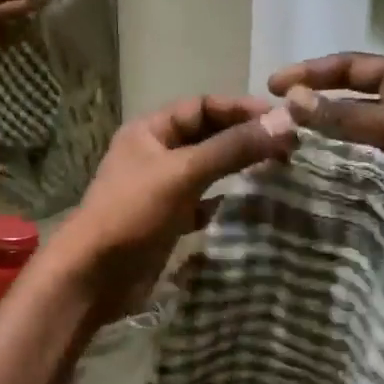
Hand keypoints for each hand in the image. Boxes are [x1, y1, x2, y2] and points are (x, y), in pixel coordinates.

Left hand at [44, 95, 296, 324]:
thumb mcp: (183, 174)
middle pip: (207, 137)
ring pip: (208, 170)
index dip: (240, 109)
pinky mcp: (168, 221)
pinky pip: (204, 203)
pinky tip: (254, 207)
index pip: (202, 106)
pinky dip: (227, 203)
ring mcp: (161, 189)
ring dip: (239, 169)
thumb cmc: (132, 213)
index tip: (282, 120)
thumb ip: (232, 148)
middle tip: (289, 147)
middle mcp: (155, 154)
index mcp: (150, 131)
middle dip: (244, 138)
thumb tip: (285, 122)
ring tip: (280, 171)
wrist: (93, 277)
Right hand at [268, 53, 383, 253]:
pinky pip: (356, 177)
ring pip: (345, 145)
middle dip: (309, 117)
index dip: (310, 73)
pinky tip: (302, 185)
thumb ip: (344, 117)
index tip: (272, 86)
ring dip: (318, 152)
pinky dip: (334, 180)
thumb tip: (290, 101)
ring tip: (277, 159)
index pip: (348, 68)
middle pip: (342, 108)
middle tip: (269, 129)